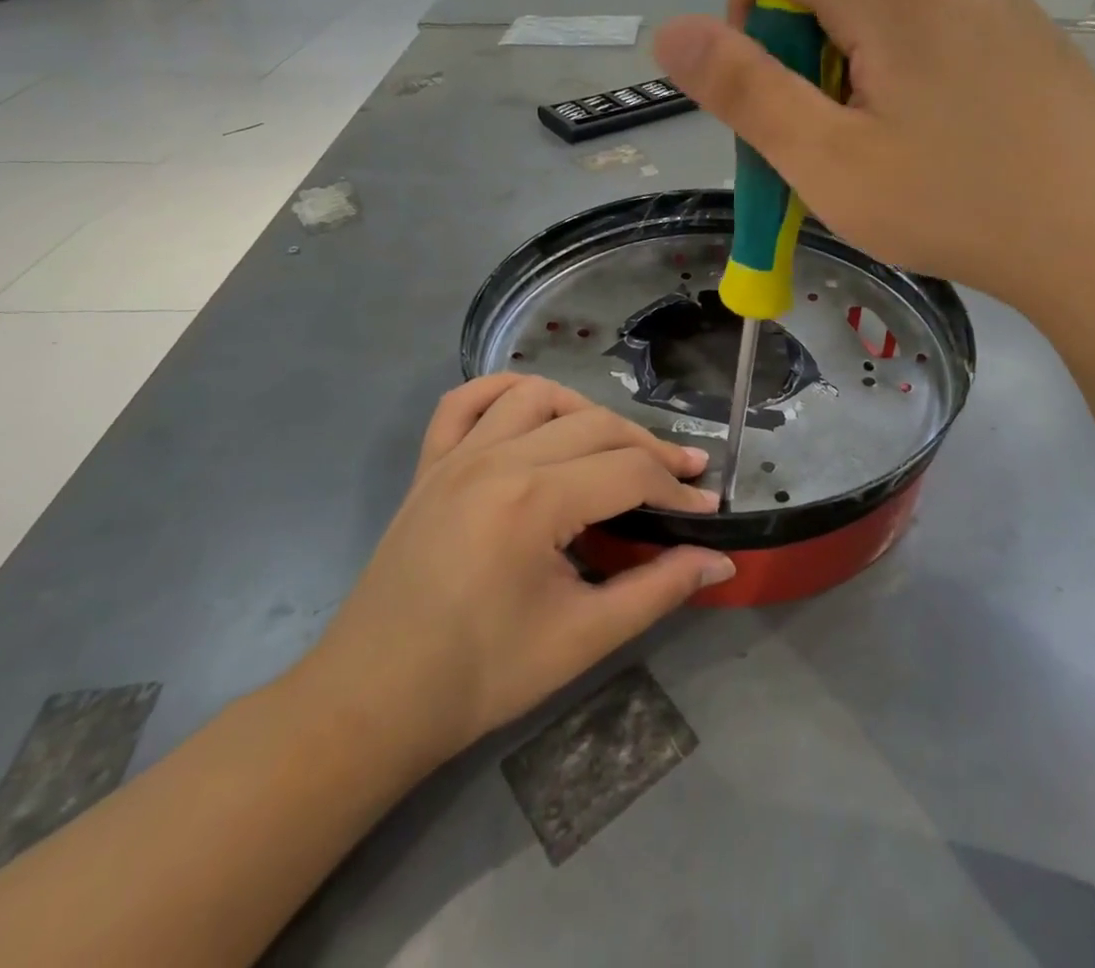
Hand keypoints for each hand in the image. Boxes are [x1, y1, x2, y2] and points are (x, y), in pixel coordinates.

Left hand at [297, 375, 733, 777]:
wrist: (373, 702)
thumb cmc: (482, 676)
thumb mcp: (583, 638)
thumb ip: (658, 590)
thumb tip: (721, 563)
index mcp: (534, 501)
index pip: (630, 470)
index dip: (677, 489)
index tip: (707, 510)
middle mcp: (497, 459)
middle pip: (596, 426)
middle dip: (650, 448)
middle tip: (683, 478)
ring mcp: (457, 455)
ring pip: (539, 396)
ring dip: (587, 413)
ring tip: (614, 447)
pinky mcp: (429, 464)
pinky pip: (465, 401)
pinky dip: (506, 392)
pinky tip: (533, 410)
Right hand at [653, 0, 1094, 310]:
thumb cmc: (958, 207)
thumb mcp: (829, 162)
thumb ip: (745, 92)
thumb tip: (669, 31)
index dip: (744, 14)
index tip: (772, 94)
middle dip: (800, 53)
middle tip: (828, 141)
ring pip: (878, 5)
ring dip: (849, 67)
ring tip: (882, 149)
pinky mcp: (1023, 28)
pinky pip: (930, 25)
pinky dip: (900, 70)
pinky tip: (934, 139)